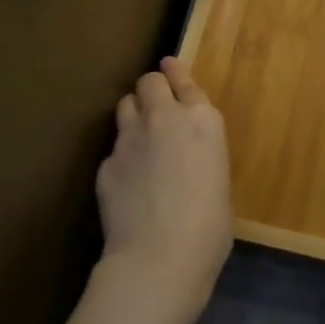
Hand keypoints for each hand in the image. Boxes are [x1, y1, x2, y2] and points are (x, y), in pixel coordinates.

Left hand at [96, 58, 232, 323]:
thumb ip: (201, 155)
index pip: (183, 79)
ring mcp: (130, 138)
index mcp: (202, 120)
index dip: (176, 72)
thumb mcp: (219, 180)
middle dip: (152, 88)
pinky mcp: (105, 163)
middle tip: (156, 106)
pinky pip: (114, 148)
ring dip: (133, 114)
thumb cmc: (209, 227)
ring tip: (139, 136)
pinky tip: (127, 181)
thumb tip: (188, 161)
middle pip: (149, 81)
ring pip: (125, 105)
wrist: (158, 258)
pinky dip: (121, 156)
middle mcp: (164, 118)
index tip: (169, 65)